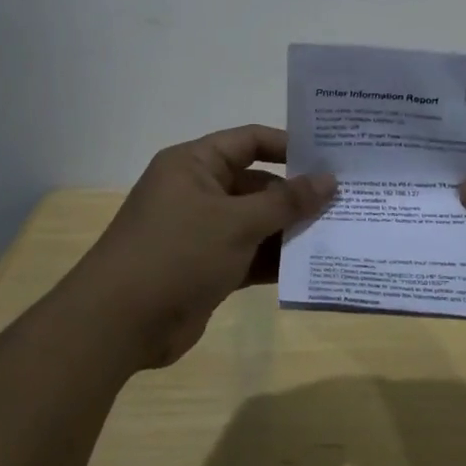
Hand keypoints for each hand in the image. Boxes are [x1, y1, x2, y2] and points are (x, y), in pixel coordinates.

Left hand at [78, 125, 335, 368]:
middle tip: (346, 201)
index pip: (249, 141)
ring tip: (339, 232)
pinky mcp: (207, 268)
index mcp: (195, 164)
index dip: (289, 146)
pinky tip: (312, 264)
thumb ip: (286, 202)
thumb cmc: (177, 253)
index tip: (331, 157)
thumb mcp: (237, 222)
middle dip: (297, 195)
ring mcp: (202, 232)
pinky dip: (275, 259)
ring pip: (256, 222)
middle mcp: (198, 191)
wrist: (119, 324)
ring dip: (290, 229)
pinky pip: (249, 255)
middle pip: (257, 184)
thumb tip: (329, 180)